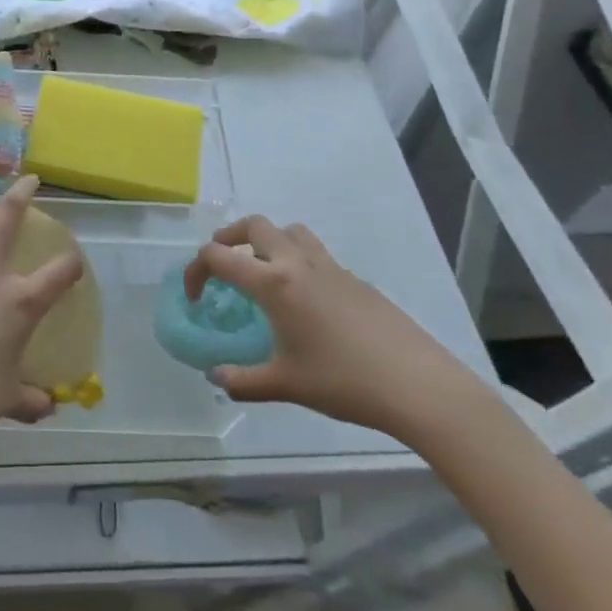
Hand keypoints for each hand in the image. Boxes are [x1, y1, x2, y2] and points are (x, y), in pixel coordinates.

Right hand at [184, 215, 480, 439]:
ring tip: (263, 271)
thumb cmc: (343, 381)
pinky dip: (298, 260)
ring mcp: (330, 266)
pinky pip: (316, 253)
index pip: (219, 256)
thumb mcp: (286, 385)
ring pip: (289, 230)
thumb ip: (243, 381)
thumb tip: (216, 378)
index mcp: (274, 282)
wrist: (417, 384)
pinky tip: (306, 302)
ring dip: (268, 240)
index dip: (196, 271)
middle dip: (228, 237)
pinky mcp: (355, 278)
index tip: (194, 297)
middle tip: (222, 264)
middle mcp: (298, 262)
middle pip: (254, 225)